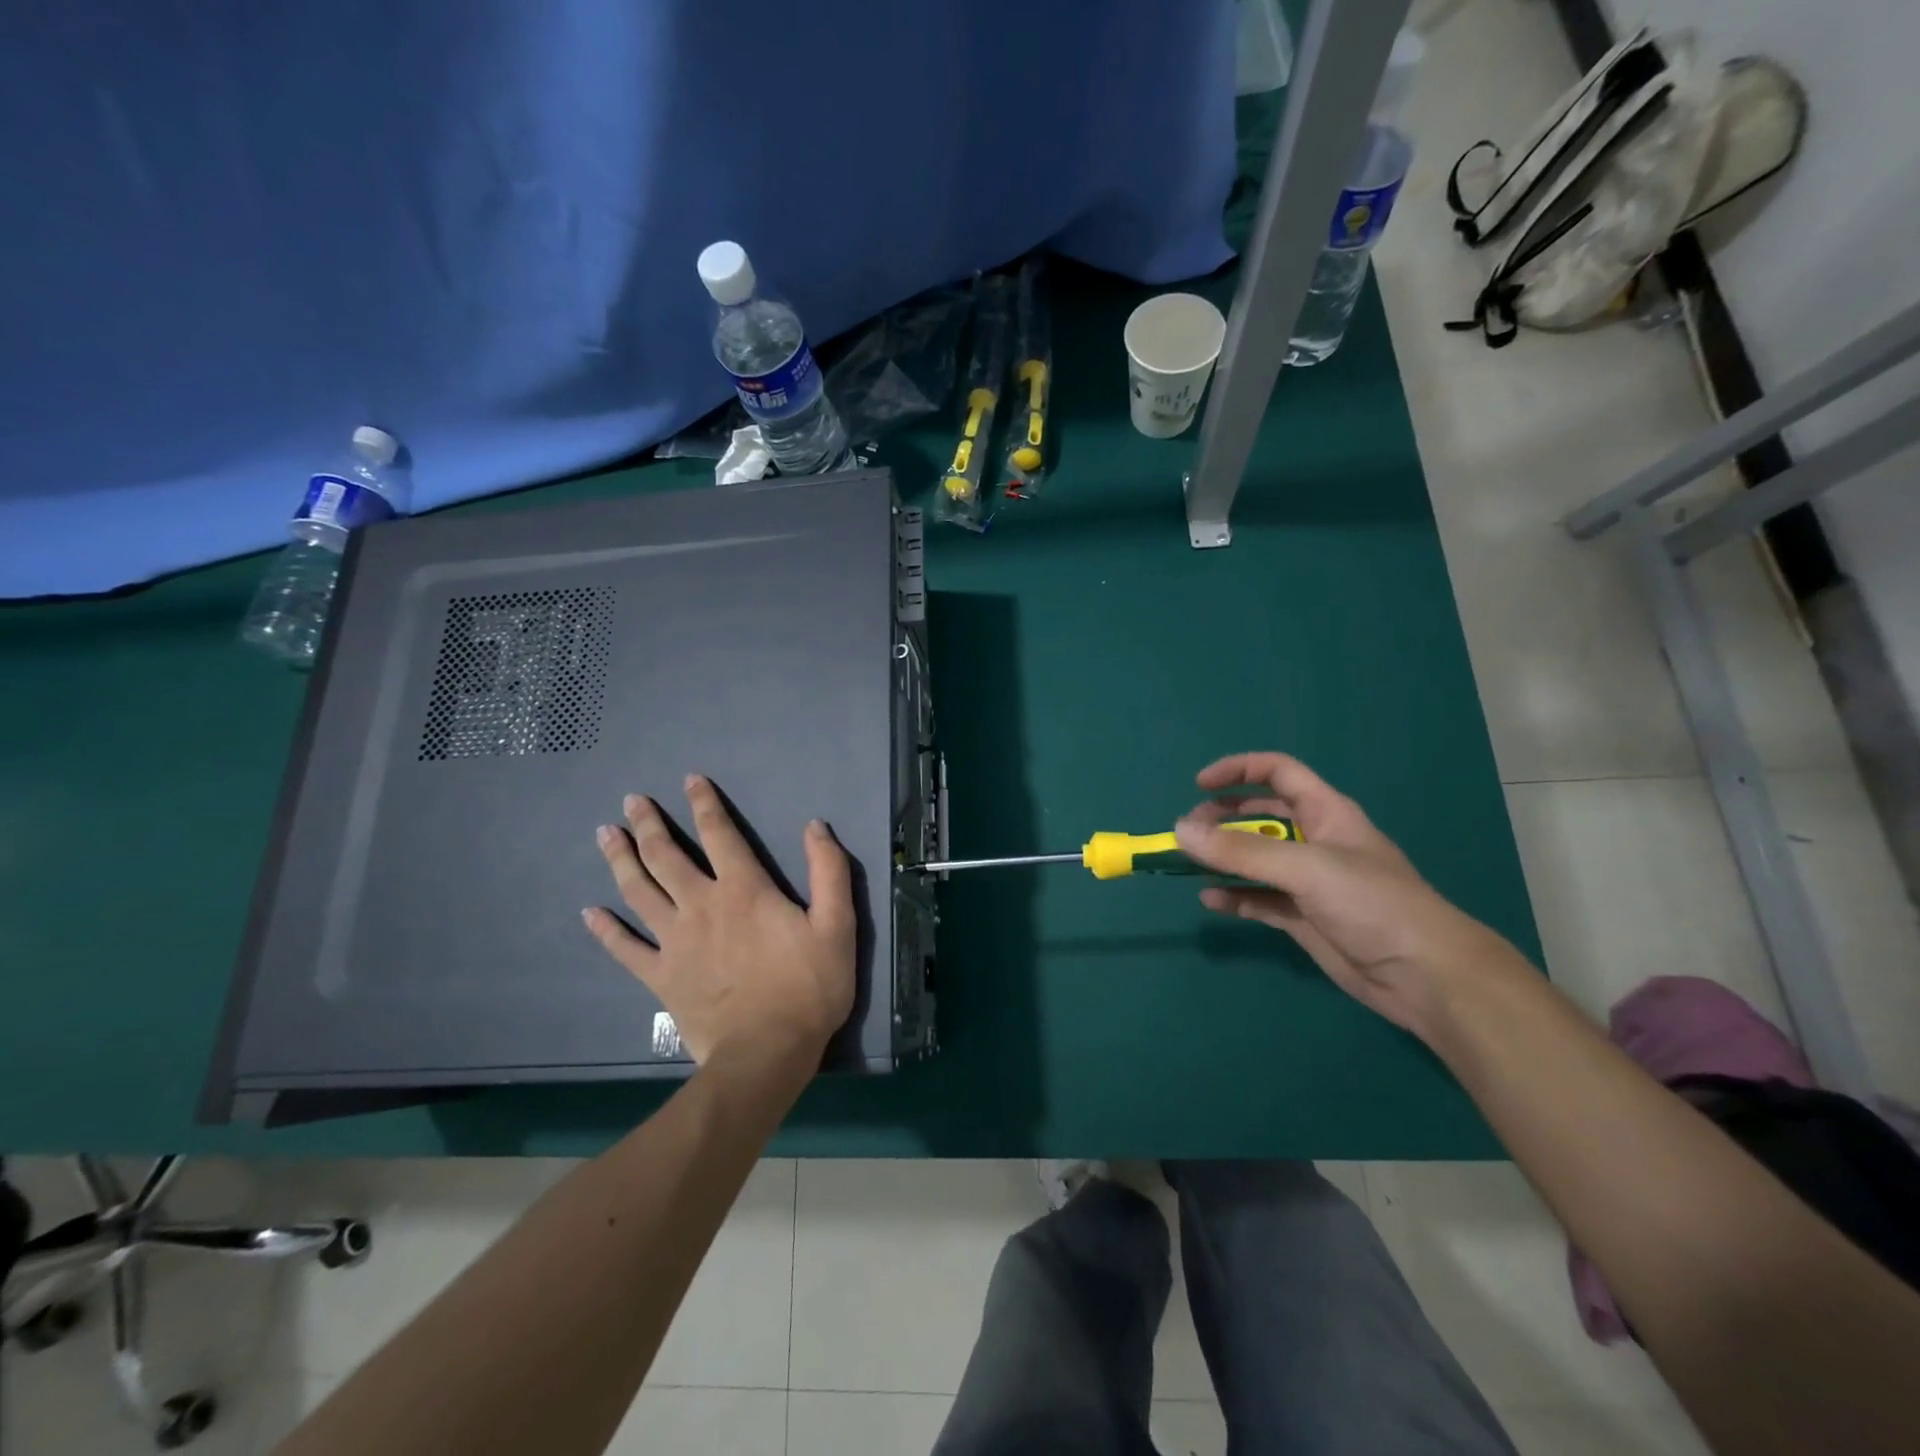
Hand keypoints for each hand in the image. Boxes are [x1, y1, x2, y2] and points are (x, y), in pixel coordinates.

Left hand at [582, 775, 856, 1067]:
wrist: (766, 1053)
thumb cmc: (808, 987)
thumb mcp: (837, 925)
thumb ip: (829, 871)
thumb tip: (815, 826)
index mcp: (744, 890)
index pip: (720, 834)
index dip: (704, 804)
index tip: (689, 780)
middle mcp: (701, 905)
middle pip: (667, 856)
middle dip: (649, 824)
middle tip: (630, 800)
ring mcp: (674, 941)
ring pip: (639, 891)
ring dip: (621, 860)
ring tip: (604, 835)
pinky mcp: (660, 977)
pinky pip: (626, 949)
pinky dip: (606, 930)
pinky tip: (590, 913)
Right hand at [1174, 752, 1505, 1034]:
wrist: (1426, 977)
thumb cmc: (1373, 905)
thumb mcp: (1306, 868)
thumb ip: (1242, 851)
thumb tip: (1181, 831)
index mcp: (1326, 813)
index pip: (1278, 773)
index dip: (1239, 771)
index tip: (1199, 786)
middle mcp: (1315, 841)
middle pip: (1260, 816)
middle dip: (1222, 818)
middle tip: (1189, 833)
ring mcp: (1309, 882)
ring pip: (1255, 859)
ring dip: (1222, 858)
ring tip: (1188, 863)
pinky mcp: (1303, 918)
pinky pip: (1258, 899)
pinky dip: (1234, 896)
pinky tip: (1211, 900)